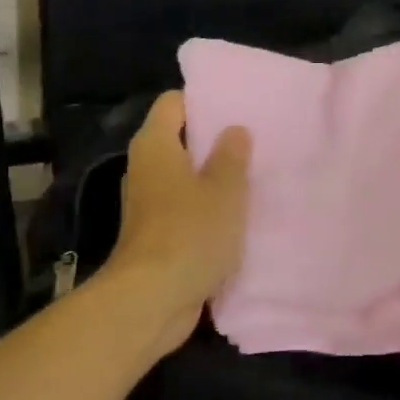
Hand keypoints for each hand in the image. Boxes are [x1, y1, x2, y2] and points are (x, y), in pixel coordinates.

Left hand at [102, 91, 251, 352]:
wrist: (151, 300)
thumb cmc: (189, 233)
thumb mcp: (224, 190)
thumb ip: (231, 156)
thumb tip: (234, 130)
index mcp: (155, 145)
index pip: (173, 103)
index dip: (203, 100)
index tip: (237, 107)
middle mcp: (145, 167)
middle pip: (179, 139)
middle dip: (214, 140)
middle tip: (255, 141)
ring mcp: (148, 203)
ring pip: (183, 177)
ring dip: (212, 178)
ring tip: (252, 176)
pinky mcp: (156, 234)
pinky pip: (184, 208)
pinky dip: (205, 208)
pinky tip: (236, 216)